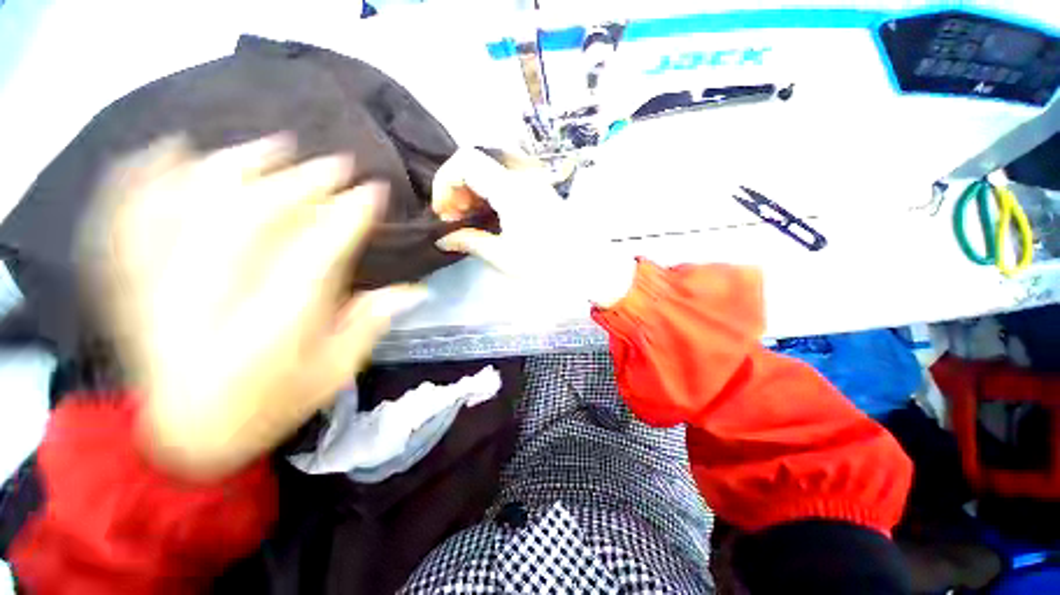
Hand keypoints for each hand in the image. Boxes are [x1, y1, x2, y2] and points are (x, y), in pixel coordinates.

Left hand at [79, 134, 426, 479]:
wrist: (184, 438)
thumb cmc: (269, 407)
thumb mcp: (334, 376)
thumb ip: (370, 328)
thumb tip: (414, 290)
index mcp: (273, 330)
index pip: (318, 255)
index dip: (350, 216)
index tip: (375, 192)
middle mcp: (212, 303)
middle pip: (253, 220)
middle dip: (303, 183)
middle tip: (337, 163)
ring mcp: (161, 289)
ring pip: (190, 207)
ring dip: (235, 167)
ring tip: (273, 146)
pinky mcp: (130, 284)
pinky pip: (128, 220)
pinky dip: (146, 179)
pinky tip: (172, 148)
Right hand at [432, 148, 635, 307]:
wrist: (590, 267)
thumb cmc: (548, 265)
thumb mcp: (505, 256)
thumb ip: (471, 241)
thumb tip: (443, 238)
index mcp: (511, 188)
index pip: (466, 161)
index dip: (445, 182)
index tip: (443, 212)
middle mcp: (523, 176)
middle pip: (477, 163)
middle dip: (458, 188)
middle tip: (455, 219)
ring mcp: (534, 182)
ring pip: (491, 171)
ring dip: (474, 191)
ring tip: (470, 219)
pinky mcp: (540, 192)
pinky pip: (506, 181)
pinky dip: (490, 194)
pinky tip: (490, 216)